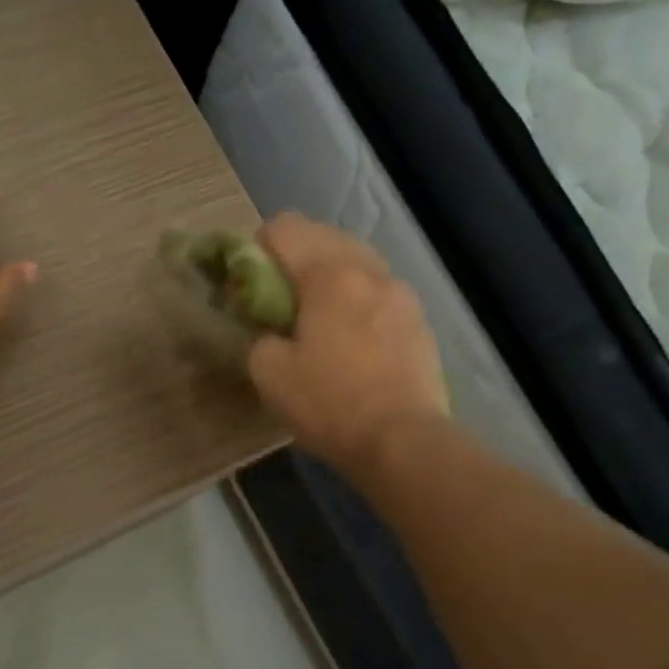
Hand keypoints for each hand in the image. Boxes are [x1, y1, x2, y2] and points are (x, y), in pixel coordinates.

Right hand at [246, 214, 448, 473]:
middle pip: (324, 234)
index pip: (285, 227)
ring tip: (318, 311)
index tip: (249, 279)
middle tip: (279, 294)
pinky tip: (352, 332)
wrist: (403, 441)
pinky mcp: (419, 320)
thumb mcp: (268, 372)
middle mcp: (369, 270)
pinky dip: (358, 295)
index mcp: (328, 274)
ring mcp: (401, 292)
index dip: (258, 245)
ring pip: (357, 259)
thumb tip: (268, 329)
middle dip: (295, 254)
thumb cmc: (329, 403)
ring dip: (330, 272)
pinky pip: (379, 288)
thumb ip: (258, 335)